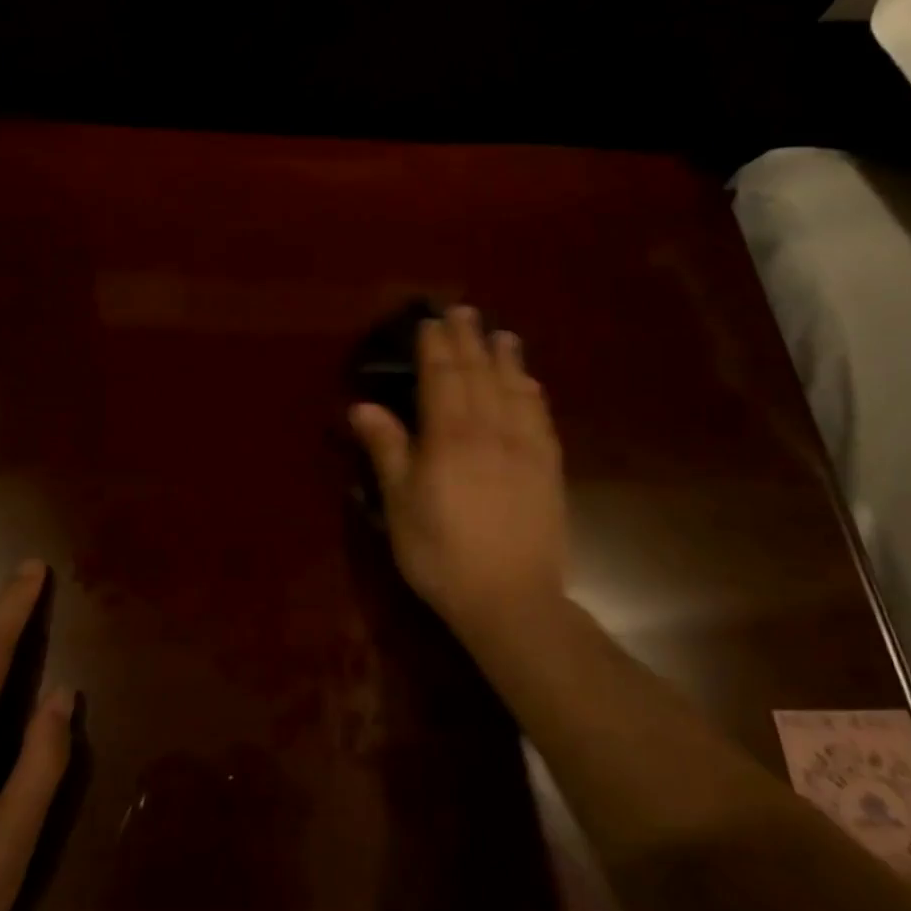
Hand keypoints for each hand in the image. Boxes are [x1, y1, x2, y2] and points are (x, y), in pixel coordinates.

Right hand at [350, 306, 567, 633]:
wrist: (511, 599)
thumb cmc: (441, 553)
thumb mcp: (400, 504)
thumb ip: (387, 449)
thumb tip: (362, 405)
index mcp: (449, 436)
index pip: (442, 376)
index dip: (435, 346)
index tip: (431, 320)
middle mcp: (490, 429)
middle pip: (479, 373)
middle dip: (469, 339)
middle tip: (464, 312)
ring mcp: (525, 447)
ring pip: (514, 388)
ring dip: (506, 358)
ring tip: (502, 334)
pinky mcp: (548, 468)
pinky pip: (541, 416)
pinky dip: (532, 392)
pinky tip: (530, 384)